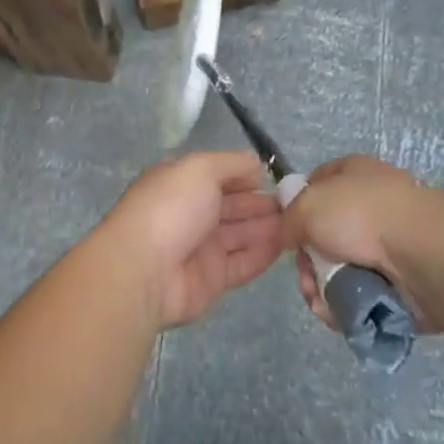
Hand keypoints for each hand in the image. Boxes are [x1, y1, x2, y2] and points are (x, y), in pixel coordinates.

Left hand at [95, 152, 284, 328]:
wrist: (144, 270)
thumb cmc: (171, 208)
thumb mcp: (200, 168)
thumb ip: (231, 164)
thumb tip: (256, 165)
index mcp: (181, 183)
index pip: (219, 175)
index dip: (246, 176)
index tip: (276, 179)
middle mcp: (191, 213)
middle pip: (233, 206)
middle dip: (262, 203)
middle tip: (297, 203)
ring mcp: (201, 247)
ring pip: (241, 234)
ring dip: (268, 227)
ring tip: (299, 223)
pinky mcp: (212, 279)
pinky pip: (243, 263)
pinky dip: (264, 254)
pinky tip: (288, 245)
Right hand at [278, 155, 443, 332]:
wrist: (421, 253)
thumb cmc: (360, 214)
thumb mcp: (307, 204)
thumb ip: (288, 218)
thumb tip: (290, 236)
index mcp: (354, 173)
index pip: (318, 182)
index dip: (298, 205)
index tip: (288, 230)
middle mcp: (372, 205)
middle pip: (325, 234)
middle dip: (308, 261)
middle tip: (306, 276)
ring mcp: (387, 244)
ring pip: (339, 268)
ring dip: (322, 287)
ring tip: (321, 300)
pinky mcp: (399, 281)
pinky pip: (359, 294)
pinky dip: (344, 305)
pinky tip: (336, 311)